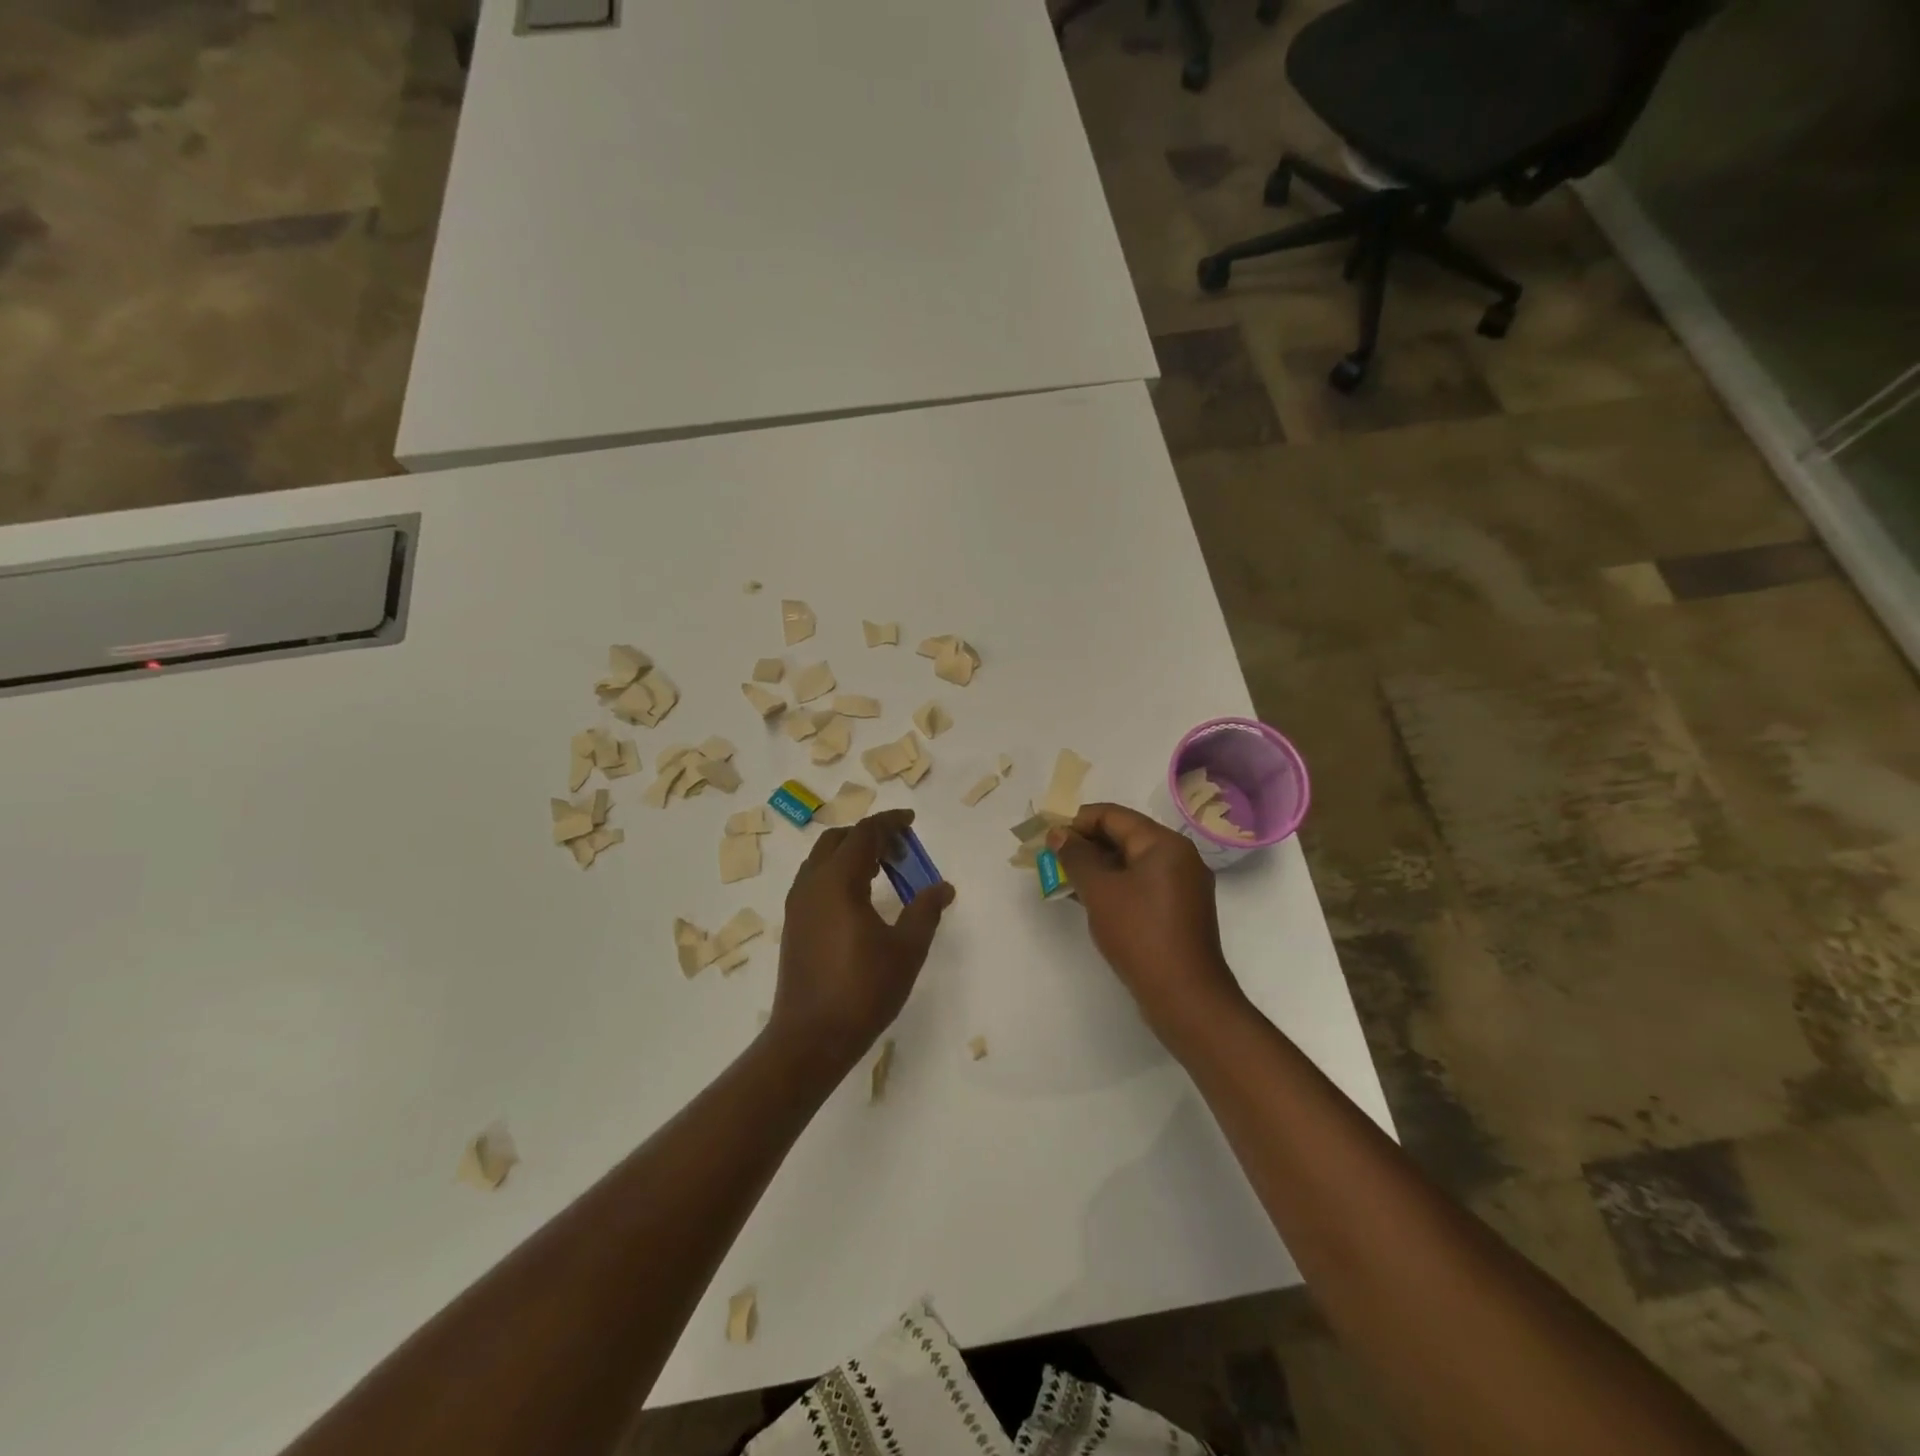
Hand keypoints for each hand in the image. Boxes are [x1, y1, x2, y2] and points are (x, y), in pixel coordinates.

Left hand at [769, 809, 954, 1075]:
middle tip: (900, 850)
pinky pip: (816, 881)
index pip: (864, 834)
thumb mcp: (906, 949)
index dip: (889, 822)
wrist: (810, 1038)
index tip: (911, 821)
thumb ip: (925, 911)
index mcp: (837, 881)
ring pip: (823, 860)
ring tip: (884, 871)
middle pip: (838, 840)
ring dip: (852, 854)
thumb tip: (943, 887)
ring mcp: (797, 905)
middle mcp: (811, 884)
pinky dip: (839, 874)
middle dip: (870, 836)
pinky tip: (861, 899)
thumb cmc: (862, 991)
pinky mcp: (794, 925)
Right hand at [1050, 803, 1247, 1051]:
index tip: (1048, 838)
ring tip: (1063, 879)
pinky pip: (1140, 884)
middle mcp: (1178, 857)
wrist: (1184, 996)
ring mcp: (1181, 885)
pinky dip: (1113, 886)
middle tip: (1051, 859)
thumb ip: (1076, 857)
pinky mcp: (1178, 911)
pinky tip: (1088, 899)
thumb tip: (1059, 834)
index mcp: (1164, 843)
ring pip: (1130, 863)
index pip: (1113, 816)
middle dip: (1085, 845)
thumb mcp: (1100, 891)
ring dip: (1096, 867)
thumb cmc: (1140, 934)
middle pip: (1124, 836)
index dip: (1077, 822)